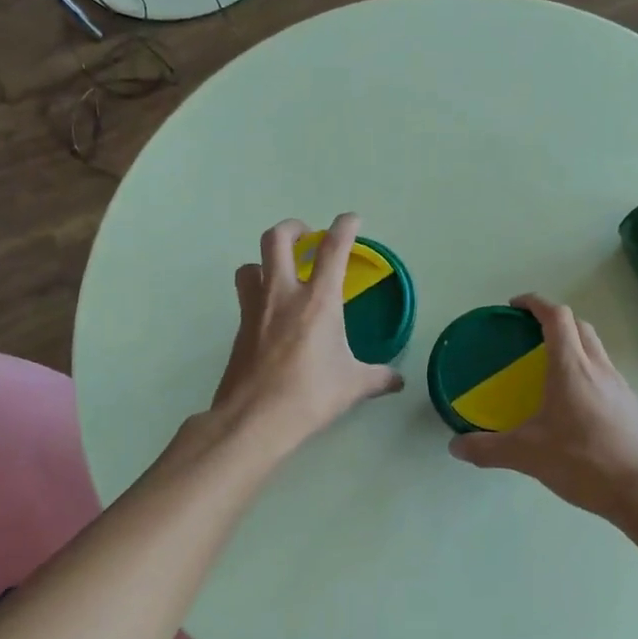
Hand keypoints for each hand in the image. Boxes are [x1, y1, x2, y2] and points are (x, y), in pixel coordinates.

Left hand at [208, 214, 403, 454]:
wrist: (254, 419)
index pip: (333, 249)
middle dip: (293, 228)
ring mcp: (255, 309)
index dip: (344, 227)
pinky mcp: (239, 328)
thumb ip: (377, 378)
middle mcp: (283, 294)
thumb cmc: (310, 396)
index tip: (351, 219)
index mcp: (318, 301)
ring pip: (250, 264)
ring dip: (265, 261)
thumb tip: (398, 381)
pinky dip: (257, 293)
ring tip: (281, 273)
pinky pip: (245, 296)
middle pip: (277, 239)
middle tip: (306, 235)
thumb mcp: (352, 386)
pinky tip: (271, 315)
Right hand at [449, 294, 637, 519]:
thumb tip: (455, 446)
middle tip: (528, 335)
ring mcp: (620, 387)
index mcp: (571, 367)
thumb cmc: (585, 461)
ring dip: (573, 345)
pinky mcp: (631, 408)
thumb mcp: (528, 455)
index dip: (535, 303)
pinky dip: (586, 373)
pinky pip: (605, 375)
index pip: (557, 317)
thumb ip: (488, 449)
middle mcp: (599, 368)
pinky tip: (572, 405)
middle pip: (579, 327)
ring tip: (548, 369)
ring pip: (595, 350)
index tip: (515, 306)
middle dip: (554, 321)